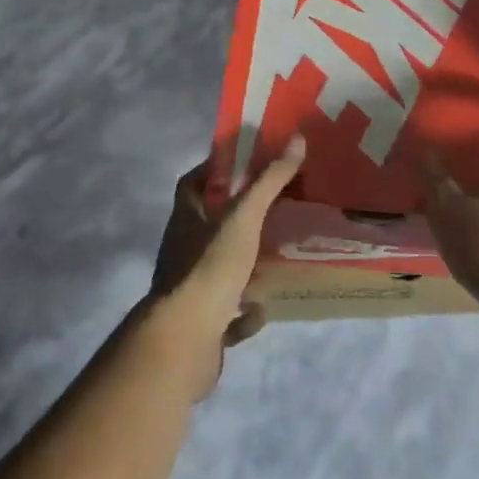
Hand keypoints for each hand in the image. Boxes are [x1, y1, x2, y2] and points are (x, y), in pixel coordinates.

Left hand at [146, 137, 304, 398]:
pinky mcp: (200, 324)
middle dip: (240, 220)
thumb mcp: (244, 216)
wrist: (185, 340)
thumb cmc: (210, 266)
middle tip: (276, 210)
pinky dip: (244, 313)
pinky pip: (226, 313)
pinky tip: (262, 310)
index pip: (192, 183)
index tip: (246, 164)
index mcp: (185, 218)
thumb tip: (297, 138)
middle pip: (209, 226)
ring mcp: (189, 288)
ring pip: (219, 270)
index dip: (215, 171)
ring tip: (278, 259)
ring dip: (245, 267)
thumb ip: (269, 180)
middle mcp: (182, 249)